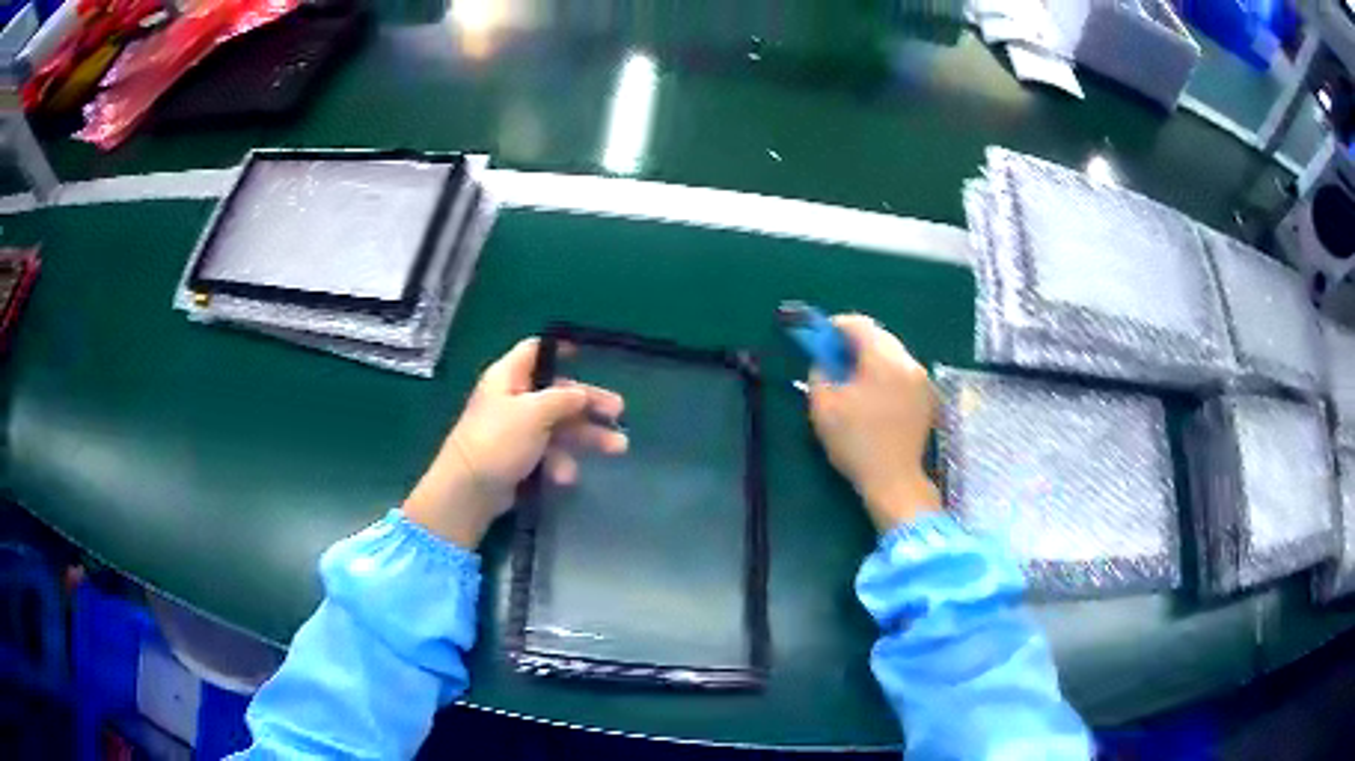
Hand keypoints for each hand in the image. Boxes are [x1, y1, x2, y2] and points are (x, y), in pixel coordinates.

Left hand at [403, 338, 627, 548]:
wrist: (470, 489)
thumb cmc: (498, 440)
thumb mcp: (534, 412)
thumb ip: (562, 398)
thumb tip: (582, 393)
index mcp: (509, 378)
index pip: (534, 351)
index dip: (559, 350)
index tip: (585, 354)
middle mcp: (513, 399)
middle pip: (558, 393)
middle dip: (589, 404)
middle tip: (620, 412)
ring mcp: (516, 430)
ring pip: (559, 426)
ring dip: (586, 437)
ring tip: (617, 448)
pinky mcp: (520, 458)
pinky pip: (548, 452)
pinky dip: (560, 461)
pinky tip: (566, 476)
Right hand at [808, 315, 939, 530]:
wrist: (894, 480)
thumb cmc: (855, 442)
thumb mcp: (824, 406)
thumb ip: (820, 372)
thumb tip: (825, 360)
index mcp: (883, 359)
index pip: (859, 324)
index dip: (835, 327)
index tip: (820, 341)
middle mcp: (908, 362)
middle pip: (878, 336)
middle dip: (854, 343)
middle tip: (834, 361)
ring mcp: (922, 379)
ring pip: (892, 354)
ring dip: (871, 359)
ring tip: (853, 381)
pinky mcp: (928, 396)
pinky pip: (902, 372)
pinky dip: (886, 374)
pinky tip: (873, 397)